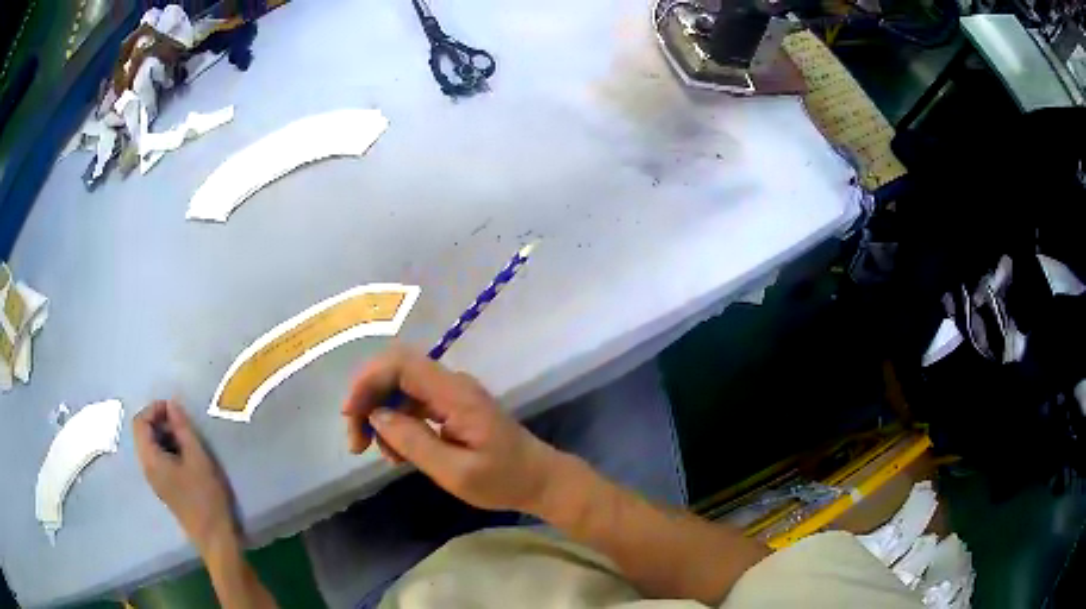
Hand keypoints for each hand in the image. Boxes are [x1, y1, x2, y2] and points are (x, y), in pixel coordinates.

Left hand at [134, 400, 235, 553]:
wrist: (214, 537)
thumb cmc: (205, 496)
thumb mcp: (198, 458)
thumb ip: (183, 429)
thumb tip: (172, 405)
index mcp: (150, 459)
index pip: (140, 422)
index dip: (154, 409)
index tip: (175, 409)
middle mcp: (146, 467)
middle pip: (143, 433)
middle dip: (159, 421)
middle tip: (183, 423)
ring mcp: (154, 480)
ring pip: (150, 446)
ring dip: (164, 435)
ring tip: (187, 439)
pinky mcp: (163, 488)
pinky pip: (157, 459)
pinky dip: (167, 449)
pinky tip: (186, 456)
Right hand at [343, 348, 564, 513]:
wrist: (539, 480)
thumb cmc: (503, 480)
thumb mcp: (455, 472)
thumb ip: (414, 442)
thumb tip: (376, 416)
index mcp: (455, 393)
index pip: (400, 364)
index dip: (368, 382)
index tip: (352, 416)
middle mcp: (452, 384)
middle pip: (396, 372)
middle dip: (368, 401)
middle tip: (358, 442)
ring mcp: (452, 394)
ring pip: (401, 389)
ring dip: (381, 416)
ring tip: (384, 456)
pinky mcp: (452, 406)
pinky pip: (414, 404)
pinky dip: (398, 424)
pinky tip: (399, 452)